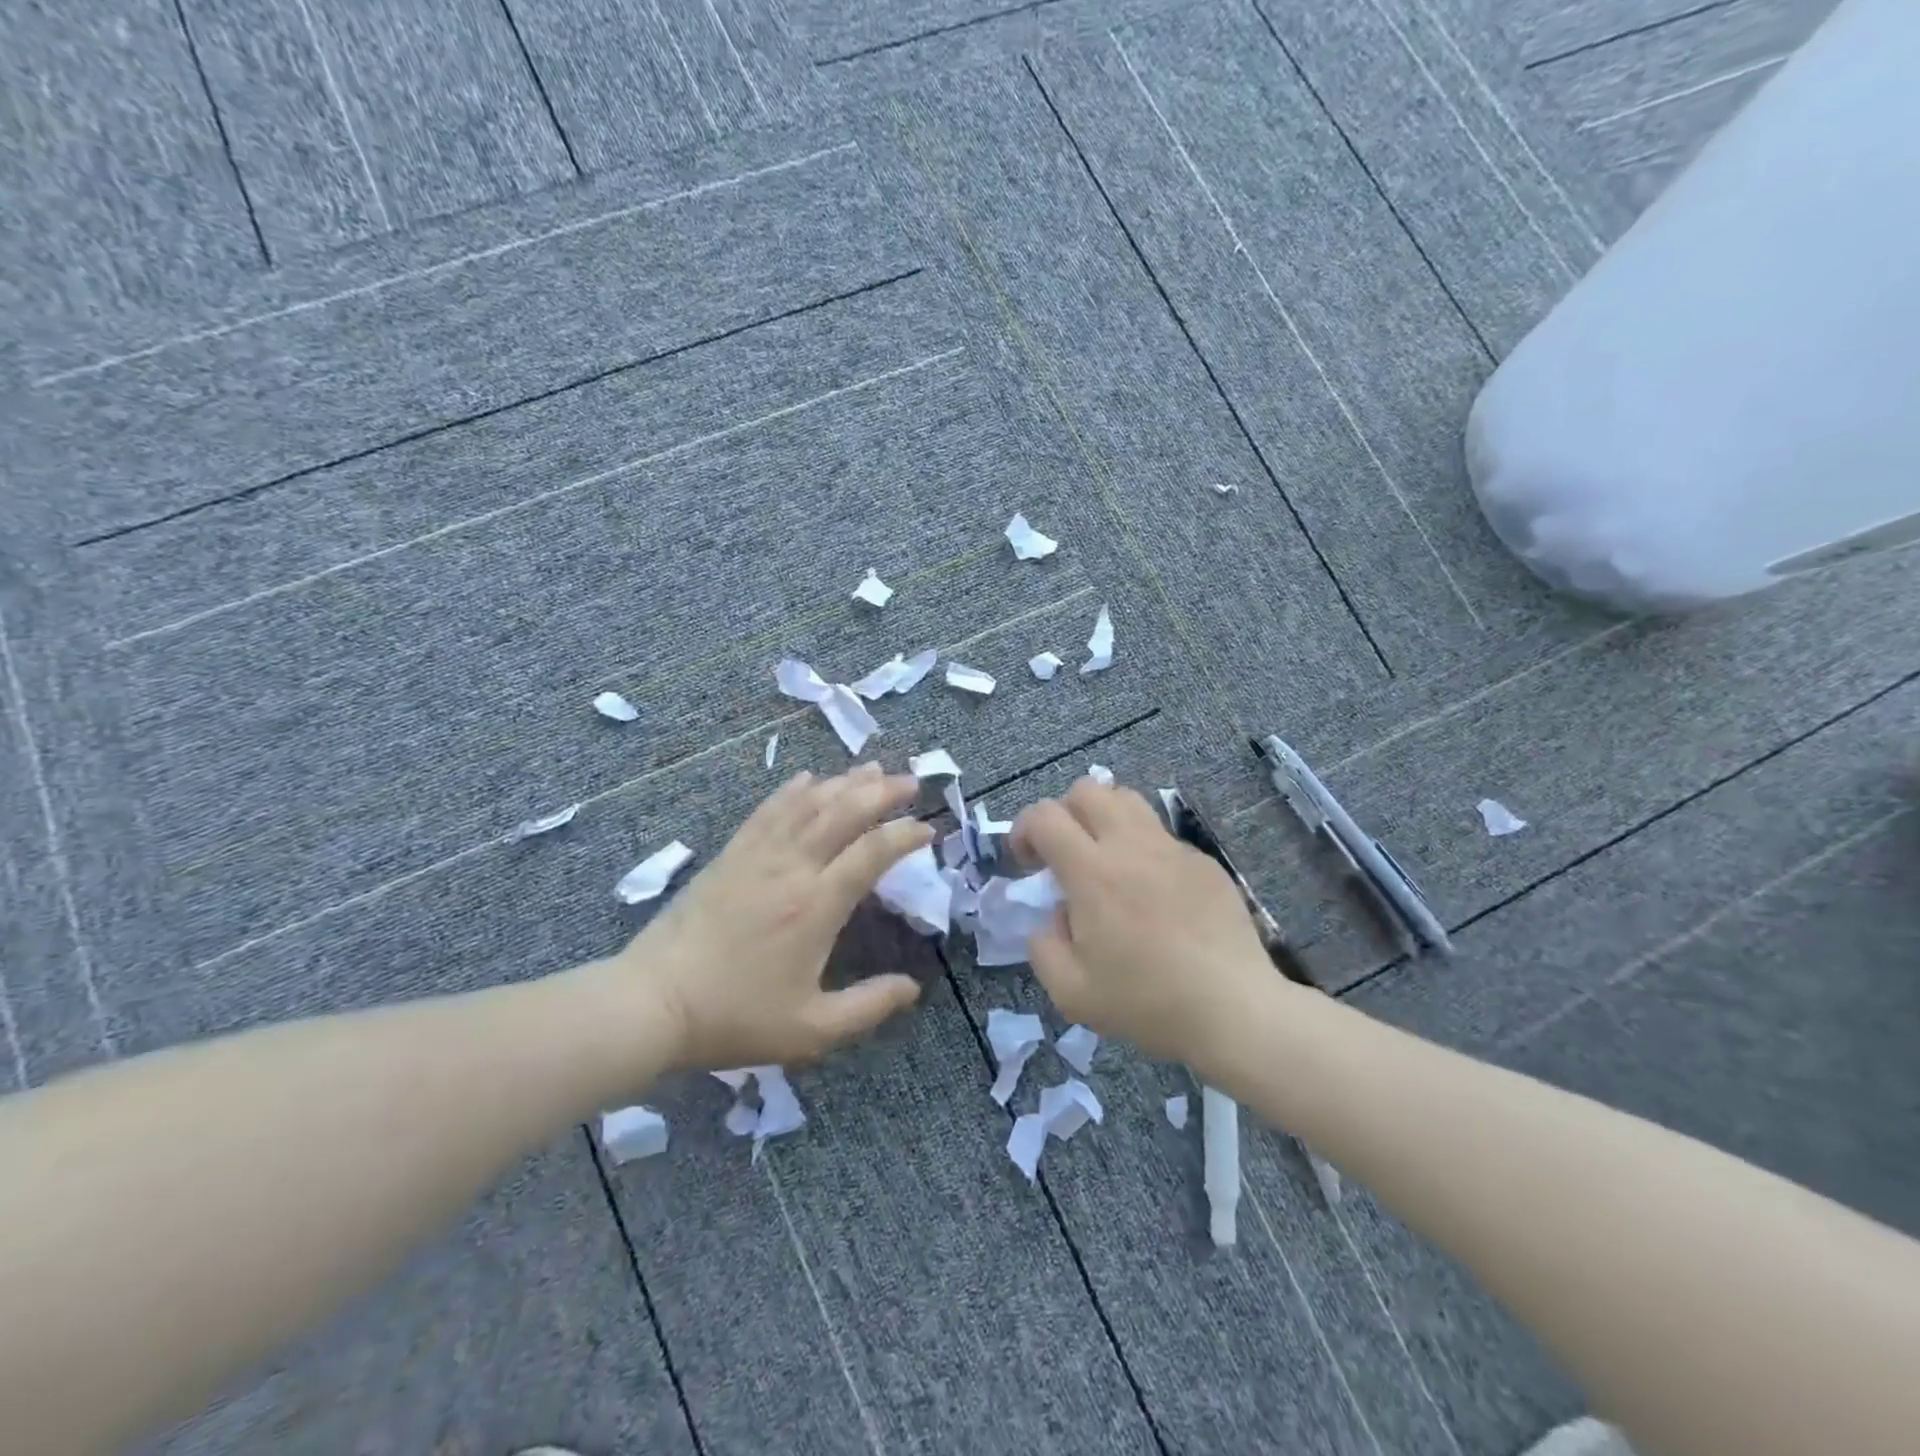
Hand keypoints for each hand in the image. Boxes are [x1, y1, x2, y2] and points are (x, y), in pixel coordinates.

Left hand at [614, 765, 932, 1069]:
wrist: (652, 1002)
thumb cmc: (734, 1016)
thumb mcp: (811, 1030)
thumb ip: (868, 1007)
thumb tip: (913, 988)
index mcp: (817, 906)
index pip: (872, 853)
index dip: (905, 835)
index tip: (929, 830)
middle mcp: (792, 867)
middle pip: (844, 812)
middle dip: (882, 792)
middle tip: (911, 782)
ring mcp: (758, 855)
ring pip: (809, 803)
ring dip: (844, 782)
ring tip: (873, 768)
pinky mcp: (730, 854)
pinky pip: (768, 810)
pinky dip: (793, 789)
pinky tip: (808, 778)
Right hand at [1011, 779, 1284, 1067]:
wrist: (1233, 1010)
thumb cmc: (1147, 1003)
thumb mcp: (1071, 992)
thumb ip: (1044, 946)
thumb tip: (1055, 916)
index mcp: (1092, 873)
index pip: (1045, 816)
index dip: (1024, 829)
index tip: (1027, 863)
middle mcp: (1131, 846)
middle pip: (1088, 790)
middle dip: (1064, 813)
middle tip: (1065, 854)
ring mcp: (1173, 849)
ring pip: (1128, 800)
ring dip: (1104, 819)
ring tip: (1106, 861)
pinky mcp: (1204, 862)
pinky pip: (1162, 835)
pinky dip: (1143, 850)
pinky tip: (1153, 894)